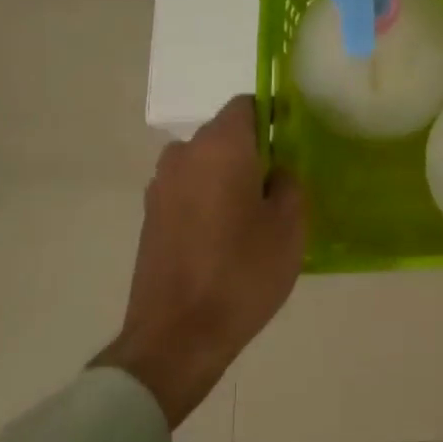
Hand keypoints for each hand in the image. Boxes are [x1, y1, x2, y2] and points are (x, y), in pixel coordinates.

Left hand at [95, 96, 305, 428]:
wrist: (177, 336)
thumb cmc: (243, 272)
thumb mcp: (290, 225)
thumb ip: (288, 183)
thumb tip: (275, 172)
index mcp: (220, 146)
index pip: (247, 105)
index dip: (273, 116)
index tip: (292, 145)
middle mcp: (183, 155)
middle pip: (225, 136)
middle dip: (253, 152)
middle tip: (280, 188)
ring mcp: (160, 187)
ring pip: (205, 165)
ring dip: (228, 178)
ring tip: (253, 217)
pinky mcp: (150, 218)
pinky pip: (188, 192)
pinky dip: (208, 201)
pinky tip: (226, 238)